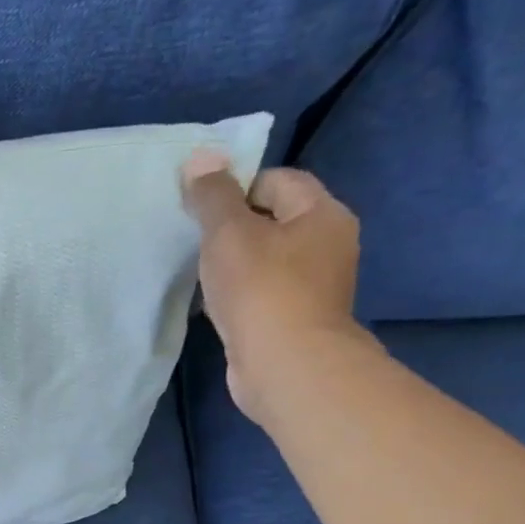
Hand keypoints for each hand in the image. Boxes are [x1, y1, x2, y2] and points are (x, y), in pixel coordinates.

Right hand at [182, 152, 371, 426]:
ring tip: (201, 275)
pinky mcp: (295, 320)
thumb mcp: (229, 232)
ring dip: (234, 265)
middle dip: (233, 229)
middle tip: (196, 242)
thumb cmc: (261, 290)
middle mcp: (328, 246)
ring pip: (266, 260)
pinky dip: (238, 295)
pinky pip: (262, 294)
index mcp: (323, 214)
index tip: (202, 211)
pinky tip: (214, 306)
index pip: (278, 180)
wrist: (285, 366)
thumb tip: (200, 157)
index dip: (237, 187)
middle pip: (273, 220)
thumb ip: (212, 195)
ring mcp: (314, 287)